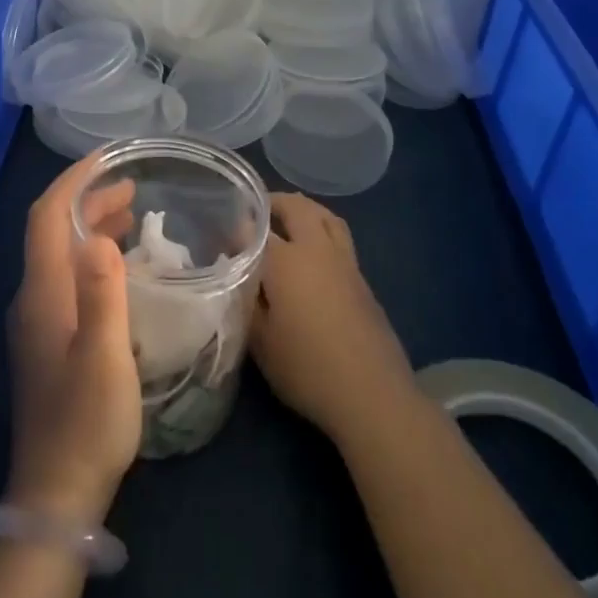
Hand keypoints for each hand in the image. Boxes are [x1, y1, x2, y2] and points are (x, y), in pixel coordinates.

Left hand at [6, 154, 141, 523]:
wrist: (55, 494)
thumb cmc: (86, 422)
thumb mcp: (105, 356)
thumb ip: (103, 293)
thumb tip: (97, 234)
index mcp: (42, 293)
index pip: (46, 217)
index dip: (73, 182)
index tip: (107, 159)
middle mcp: (33, 299)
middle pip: (51, 232)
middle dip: (87, 200)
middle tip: (131, 187)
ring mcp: (37, 322)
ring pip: (60, 255)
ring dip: (90, 227)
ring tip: (131, 216)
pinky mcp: (48, 341)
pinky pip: (68, 278)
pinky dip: (92, 257)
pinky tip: (120, 268)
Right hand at [251, 193, 416, 442]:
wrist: (372, 394)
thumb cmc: (306, 368)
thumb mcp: (260, 340)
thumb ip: (245, 297)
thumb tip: (235, 268)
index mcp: (286, 260)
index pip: (256, 228)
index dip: (238, 227)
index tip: (224, 234)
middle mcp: (317, 249)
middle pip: (297, 207)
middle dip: (275, 202)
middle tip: (256, 212)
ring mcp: (345, 262)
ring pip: (325, 217)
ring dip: (305, 210)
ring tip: (287, 220)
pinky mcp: (363, 280)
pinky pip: (340, 238)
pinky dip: (322, 231)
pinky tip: (313, 256)